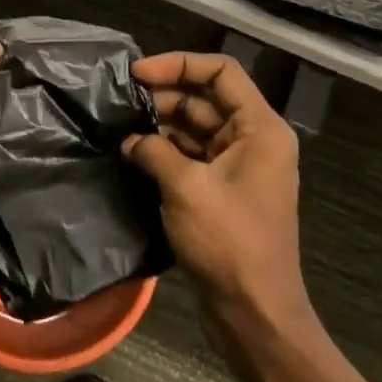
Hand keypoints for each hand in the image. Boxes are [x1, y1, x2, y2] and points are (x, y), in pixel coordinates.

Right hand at [125, 52, 311, 330]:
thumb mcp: (187, 188)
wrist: (255, 318)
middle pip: (205, 98)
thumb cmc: (230, 245)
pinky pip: (193, 155)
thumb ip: (155, 150)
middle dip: (163, 97)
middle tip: (122, 104)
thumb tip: (131, 139)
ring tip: (122, 128)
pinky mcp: (223, 191)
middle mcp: (254, 139)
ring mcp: (239, 166)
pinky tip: (134, 155)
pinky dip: (166, 152)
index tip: (139, 74)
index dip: (179, 64)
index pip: (221, 71)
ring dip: (160, 125)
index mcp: (260, 128)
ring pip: (195, 127)